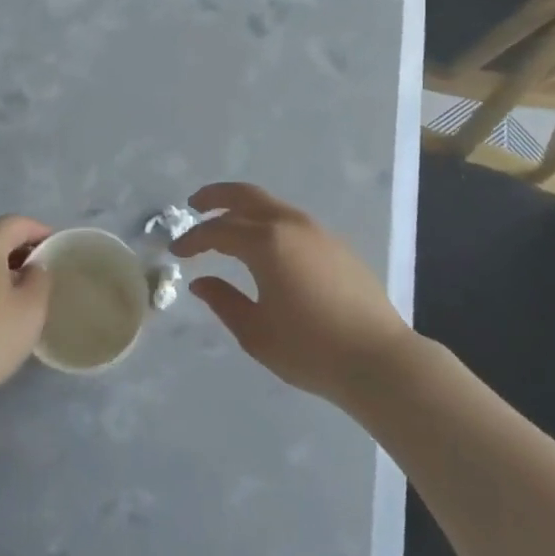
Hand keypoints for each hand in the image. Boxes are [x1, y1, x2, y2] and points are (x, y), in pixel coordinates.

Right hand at [172, 183, 407, 404]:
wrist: (378, 359)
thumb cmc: (311, 349)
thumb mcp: (256, 332)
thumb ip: (223, 301)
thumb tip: (201, 282)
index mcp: (265, 242)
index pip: (218, 231)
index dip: (193, 240)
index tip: (176, 251)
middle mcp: (289, 224)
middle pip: (245, 196)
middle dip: (215, 197)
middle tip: (194, 205)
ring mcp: (316, 230)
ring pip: (270, 204)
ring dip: (243, 206)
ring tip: (225, 221)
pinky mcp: (334, 243)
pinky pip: (290, 219)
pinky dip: (267, 220)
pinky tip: (263, 242)